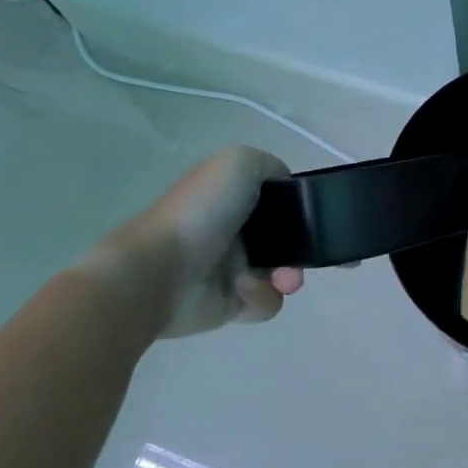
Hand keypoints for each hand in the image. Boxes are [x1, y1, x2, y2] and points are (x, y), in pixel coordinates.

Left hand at [78, 146, 303, 338]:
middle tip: (299, 257)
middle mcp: (233, 229)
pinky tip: (242, 291)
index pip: (275, 198)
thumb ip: (269, 166)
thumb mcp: (238, 163)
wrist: (160, 272)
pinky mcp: (230, 304)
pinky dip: (262, 297)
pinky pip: (265, 302)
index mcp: (231, 196)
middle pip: (284, 239)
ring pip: (281, 272)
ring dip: (286, 276)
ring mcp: (231, 268)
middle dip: (299, 247)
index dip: (295, 206)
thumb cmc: (200, 212)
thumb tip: (285, 186)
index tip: (306, 215)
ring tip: (279, 280)